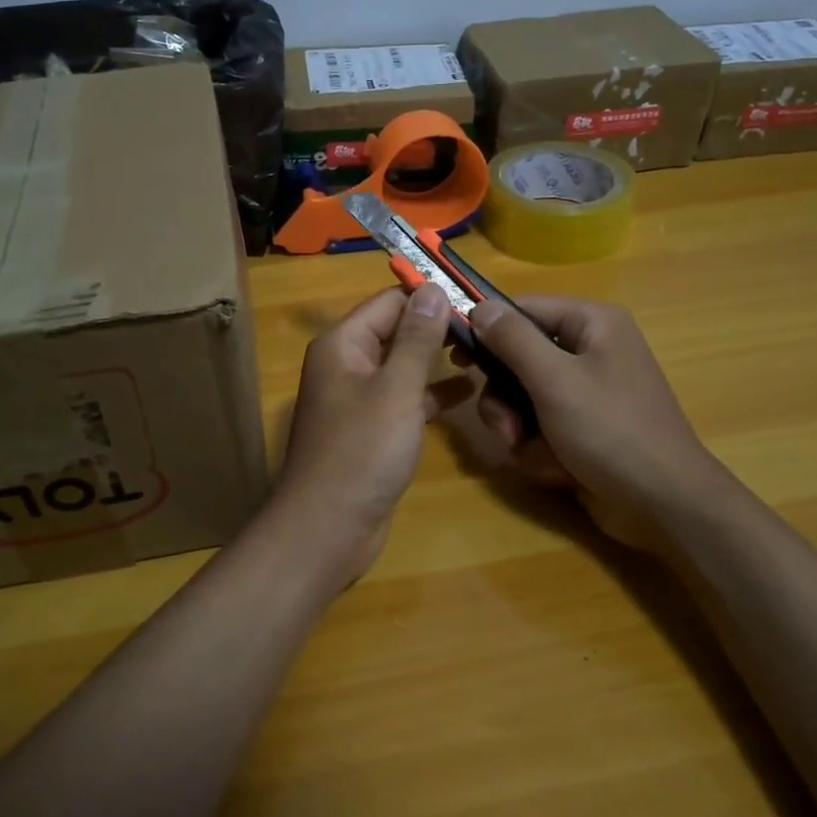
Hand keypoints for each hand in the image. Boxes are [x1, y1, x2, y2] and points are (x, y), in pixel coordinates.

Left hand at [270, 285, 472, 586]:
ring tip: (486, 353)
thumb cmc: (361, 451)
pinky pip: (404, 399)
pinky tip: (468, 393)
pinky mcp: (372, 430)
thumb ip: (416, 338)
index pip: (389, 302)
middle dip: (437, 327)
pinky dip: (431, 394)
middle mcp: (347, 364)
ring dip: (438, 360)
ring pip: (403, 367)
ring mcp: (359, 399)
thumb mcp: (396, 388)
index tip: (475, 296)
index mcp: (343, 344)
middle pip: (396, 331)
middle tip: (489, 326)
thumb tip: (431, 289)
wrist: (328, 528)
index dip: (429, 296)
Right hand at [468, 295, 722, 549]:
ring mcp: (585, 392)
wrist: (663, 505)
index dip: (487, 329)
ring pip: (522, 398)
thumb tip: (479, 306)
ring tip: (534, 451)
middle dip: (506, 398)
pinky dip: (540, 449)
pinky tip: (557, 468)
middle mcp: (589, 350)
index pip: (523, 309)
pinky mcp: (581, 427)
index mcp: (592, 324)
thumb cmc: (611, 430)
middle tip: (506, 425)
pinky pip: (539, 426)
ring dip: (520, 429)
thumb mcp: (555, 380)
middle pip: (517, 358)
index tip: (455, 355)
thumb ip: (513, 340)